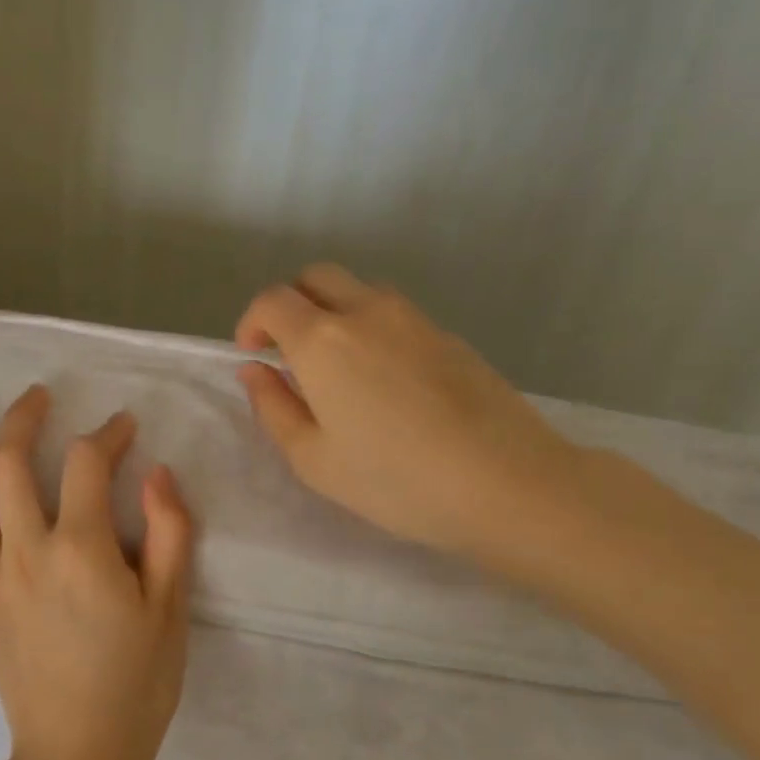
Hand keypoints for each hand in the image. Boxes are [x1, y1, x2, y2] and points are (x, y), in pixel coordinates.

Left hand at [0, 385, 194, 759]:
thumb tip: (158, 471)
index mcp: (80, 548)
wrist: (80, 756)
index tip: (124, 427)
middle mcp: (26, 551)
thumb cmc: (136, 683)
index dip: (107, 434)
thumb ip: (168, 532)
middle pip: (9, 464)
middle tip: (37, 397)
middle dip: (23, 420)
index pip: (86, 464)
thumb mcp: (170, 607)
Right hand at [235, 263, 587, 566]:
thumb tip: (255, 371)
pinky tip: (385, 381)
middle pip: (316, 276)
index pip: (273, 300)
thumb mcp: (314, 459)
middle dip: (291, 303)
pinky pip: (394, 314)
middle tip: (289, 351)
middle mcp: (365, 312)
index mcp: (323, 340)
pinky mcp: (447, 334)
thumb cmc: (395, 480)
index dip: (252, 321)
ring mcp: (413, 318)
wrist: (507, 483)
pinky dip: (371, 328)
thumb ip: (274, 408)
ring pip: (359, 290)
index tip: (254, 354)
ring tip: (337, 367)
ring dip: (333, 312)